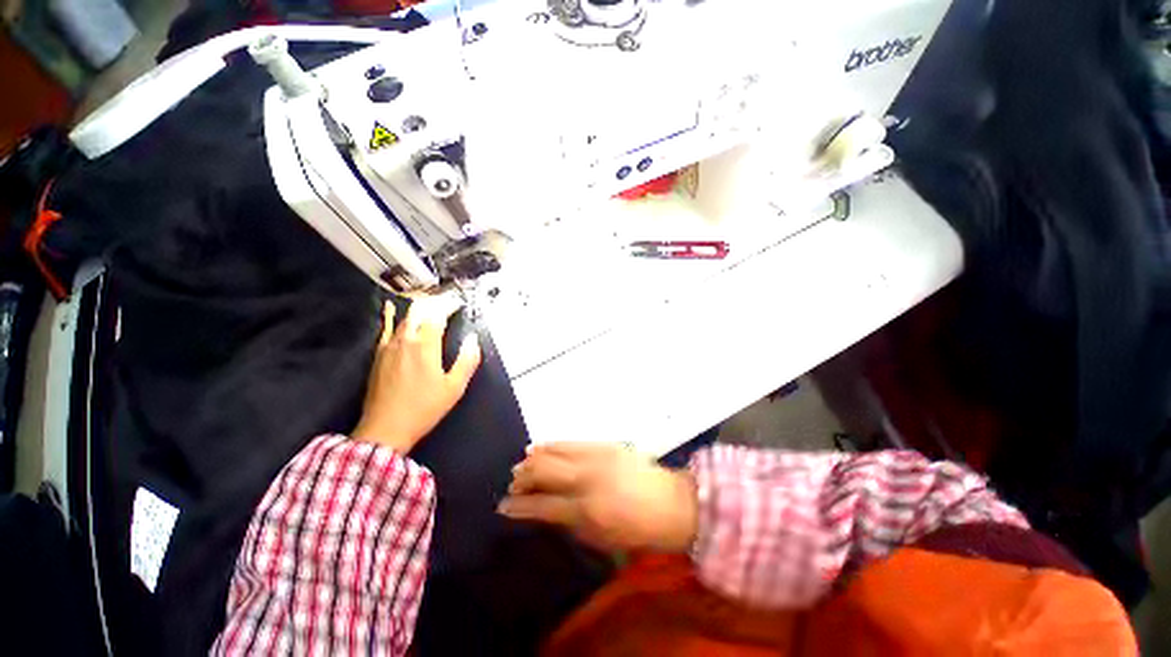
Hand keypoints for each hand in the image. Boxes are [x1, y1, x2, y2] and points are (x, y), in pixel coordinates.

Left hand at [352, 295, 481, 452]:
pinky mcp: (379, 356)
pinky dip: (393, 319)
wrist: (385, 428)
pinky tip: (394, 313)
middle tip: (445, 302)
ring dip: (418, 310)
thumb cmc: (424, 408)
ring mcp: (388, 347)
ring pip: (403, 319)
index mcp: (425, 346)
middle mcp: (405, 341)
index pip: (437, 316)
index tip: (458, 304)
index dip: (448, 306)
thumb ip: (467, 360)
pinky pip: (387, 330)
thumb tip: (473, 339)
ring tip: (429, 306)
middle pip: (418, 312)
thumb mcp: (454, 387)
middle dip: (433, 303)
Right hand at [498, 442, 697, 551]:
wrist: (671, 503)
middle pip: (542, 471)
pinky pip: (571, 442)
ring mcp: (596, 456)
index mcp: (585, 510)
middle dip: (522, 477)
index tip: (503, 506)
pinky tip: (542, 447)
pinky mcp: (605, 444)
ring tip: (523, 464)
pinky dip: (552, 445)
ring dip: (534, 458)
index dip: (518, 507)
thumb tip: (544, 510)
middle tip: (513, 484)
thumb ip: (570, 523)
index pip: (541, 505)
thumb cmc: (637, 531)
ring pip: (554, 450)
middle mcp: (586, 478)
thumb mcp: (601, 539)